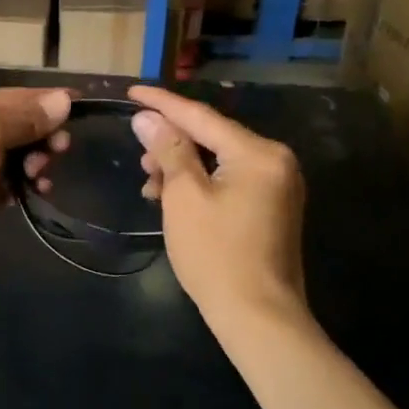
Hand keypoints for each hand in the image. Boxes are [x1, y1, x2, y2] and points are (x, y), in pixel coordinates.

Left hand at [0, 88, 72, 259]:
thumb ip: (25, 119)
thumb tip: (64, 101)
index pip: (13, 96)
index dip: (46, 100)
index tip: (82, 104)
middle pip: (17, 126)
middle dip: (42, 134)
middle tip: (62, 148)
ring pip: (17, 157)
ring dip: (36, 161)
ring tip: (42, 174)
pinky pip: (10, 185)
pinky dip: (26, 186)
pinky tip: (39, 190)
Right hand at [128, 85, 307, 326]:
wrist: (259, 317)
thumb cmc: (216, 253)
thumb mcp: (184, 196)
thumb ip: (168, 150)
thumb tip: (147, 117)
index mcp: (258, 153)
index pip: (201, 116)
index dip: (162, 103)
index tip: (131, 91)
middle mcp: (275, 161)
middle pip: (212, 137)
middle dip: (171, 142)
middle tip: (138, 155)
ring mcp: (277, 186)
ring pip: (218, 160)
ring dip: (182, 166)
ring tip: (150, 183)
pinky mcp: (272, 207)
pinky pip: (229, 180)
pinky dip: (200, 183)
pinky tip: (172, 198)